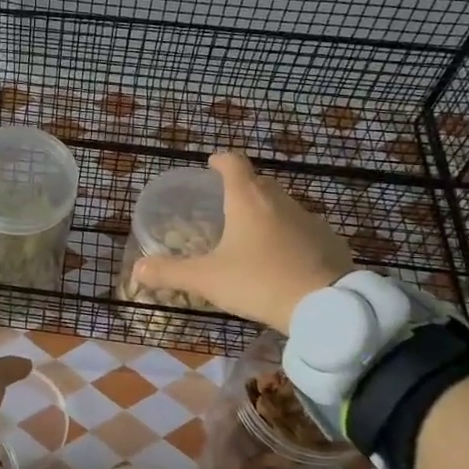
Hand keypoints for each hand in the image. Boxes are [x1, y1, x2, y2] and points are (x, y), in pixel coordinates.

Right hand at [131, 150, 356, 330]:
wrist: (327, 307)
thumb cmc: (259, 282)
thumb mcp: (208, 280)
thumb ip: (171, 272)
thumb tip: (139, 269)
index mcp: (248, 199)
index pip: (233, 163)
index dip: (220, 161)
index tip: (211, 165)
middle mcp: (279, 200)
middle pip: (258, 182)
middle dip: (241, 188)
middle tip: (224, 206)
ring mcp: (309, 219)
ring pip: (282, 205)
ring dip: (265, 213)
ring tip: (250, 235)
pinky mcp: (329, 240)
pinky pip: (302, 229)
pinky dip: (287, 236)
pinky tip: (280, 259)